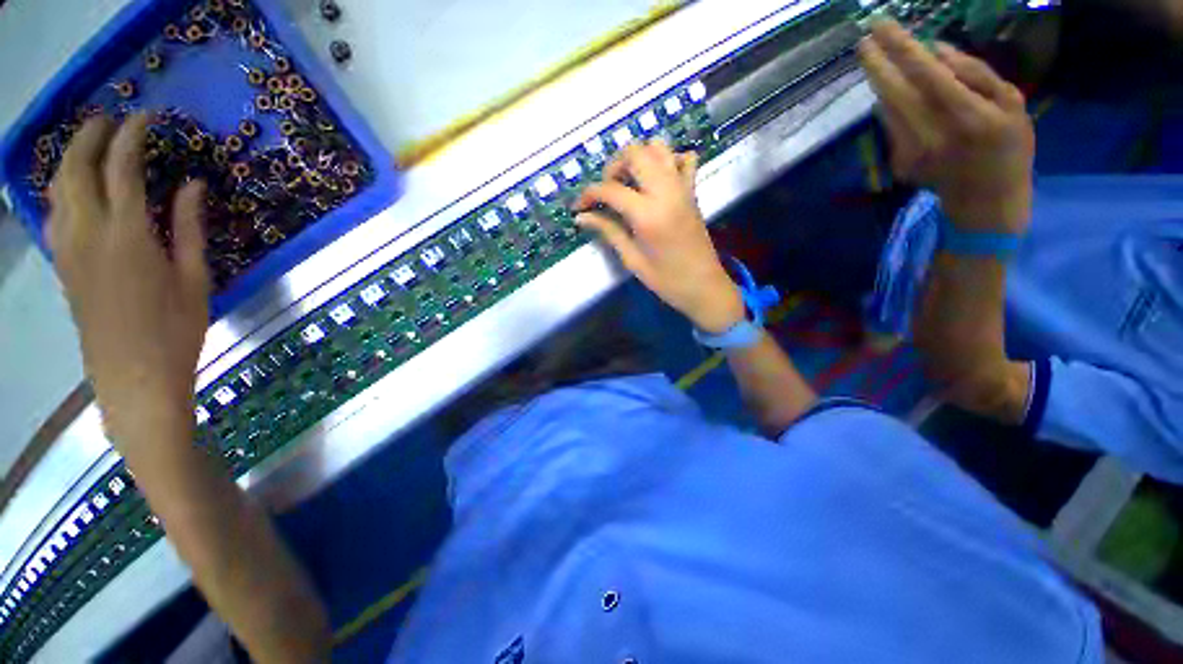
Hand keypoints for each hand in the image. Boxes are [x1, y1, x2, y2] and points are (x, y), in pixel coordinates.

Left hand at [48, 115, 208, 441]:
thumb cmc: (177, 330)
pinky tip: (74, 188)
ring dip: (71, 158)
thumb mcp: (195, 279)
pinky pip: (54, 212)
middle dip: (91, 135)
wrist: (134, 377)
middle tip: (111, 120)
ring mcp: (69, 248)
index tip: (147, 117)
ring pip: (58, 187)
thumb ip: (189, 227)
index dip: (133, 135)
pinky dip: (62, 189)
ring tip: (90, 145)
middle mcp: (89, 232)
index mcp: (128, 235)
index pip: (124, 167)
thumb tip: (191, 184)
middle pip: (77, 167)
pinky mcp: (63, 264)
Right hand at [574, 141, 743, 333]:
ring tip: (628, 182)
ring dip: (637, 158)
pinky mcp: (692, 191)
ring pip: (658, 147)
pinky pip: (684, 158)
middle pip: (635, 152)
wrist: (703, 286)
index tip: (578, 207)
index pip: (610, 189)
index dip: (588, 194)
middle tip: (606, 191)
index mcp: (648, 214)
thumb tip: (582, 217)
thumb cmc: (666, 280)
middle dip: (613, 166)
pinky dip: (668, 160)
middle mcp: (666, 191)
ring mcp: (682, 187)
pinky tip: (656, 180)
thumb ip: (608, 231)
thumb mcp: (632, 259)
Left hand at [857, 20, 1035, 233]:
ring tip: (874, 58)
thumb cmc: (1009, 147)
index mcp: (966, 115)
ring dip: (879, 82)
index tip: (881, 26)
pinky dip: (889, 105)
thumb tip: (935, 51)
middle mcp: (931, 133)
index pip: (925, 73)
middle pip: (894, 92)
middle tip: (863, 41)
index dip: (900, 47)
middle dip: (875, 63)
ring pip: (886, 109)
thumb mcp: (1012, 104)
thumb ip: (975, 74)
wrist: (984, 199)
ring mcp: (910, 151)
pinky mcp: (899, 163)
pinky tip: (893, 92)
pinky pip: (890, 125)